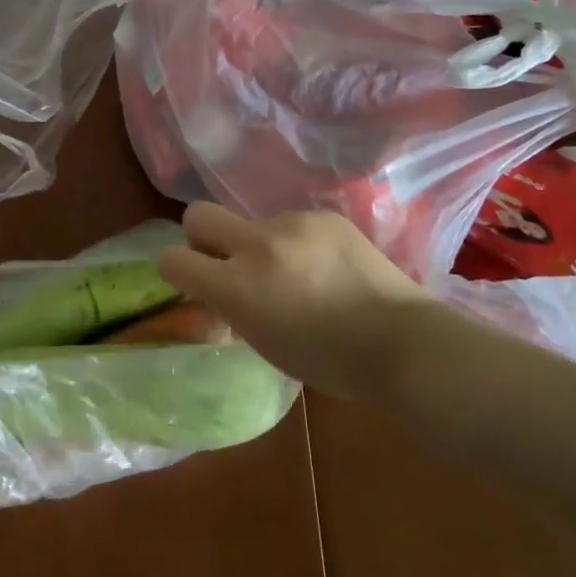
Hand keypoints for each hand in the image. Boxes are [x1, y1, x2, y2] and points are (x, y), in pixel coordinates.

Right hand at [159, 204, 451, 402]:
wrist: (402, 343)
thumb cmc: (328, 361)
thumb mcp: (264, 344)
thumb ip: (231, 309)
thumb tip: (217, 293)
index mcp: (237, 286)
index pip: (173, 259)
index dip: (175, 269)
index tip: (192, 280)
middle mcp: (257, 245)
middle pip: (198, 214)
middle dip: (202, 236)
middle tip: (228, 262)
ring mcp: (292, 224)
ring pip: (252, 222)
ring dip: (261, 244)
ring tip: (299, 274)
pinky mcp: (323, 215)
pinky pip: (292, 222)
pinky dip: (297, 242)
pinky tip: (327, 267)